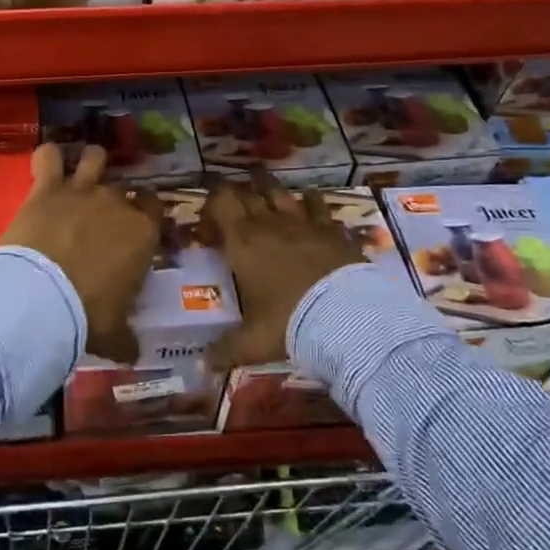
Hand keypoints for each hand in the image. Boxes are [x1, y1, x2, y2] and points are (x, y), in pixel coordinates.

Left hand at [1, 144, 161, 362]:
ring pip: (95, 158)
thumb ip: (126, 339)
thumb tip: (133, 353)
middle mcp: (117, 204)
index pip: (155, 209)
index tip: (136, 228)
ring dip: (91, 163)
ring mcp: (81, 191)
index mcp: (143, 234)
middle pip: (123, 189)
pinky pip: (48, 157)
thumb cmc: (88, 316)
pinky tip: (46, 164)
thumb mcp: (114, 335)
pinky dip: (48, 158)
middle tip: (102, 219)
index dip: (146, 215)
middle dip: (116, 200)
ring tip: (81, 174)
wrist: (42, 299)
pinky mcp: (46, 189)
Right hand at [201, 172, 364, 371]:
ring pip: (280, 192)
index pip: (220, 201)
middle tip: (231, 201)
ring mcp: (303, 223)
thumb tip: (202, 367)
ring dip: (268, 187)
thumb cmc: (288, 323)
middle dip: (236, 193)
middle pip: (248, 193)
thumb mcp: (252, 342)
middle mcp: (269, 224)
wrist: (347, 319)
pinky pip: (317, 205)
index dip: (211, 204)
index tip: (208, 223)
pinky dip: (310, 200)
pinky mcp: (332, 229)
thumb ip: (226, 350)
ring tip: (262, 183)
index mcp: (242, 242)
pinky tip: (310, 197)